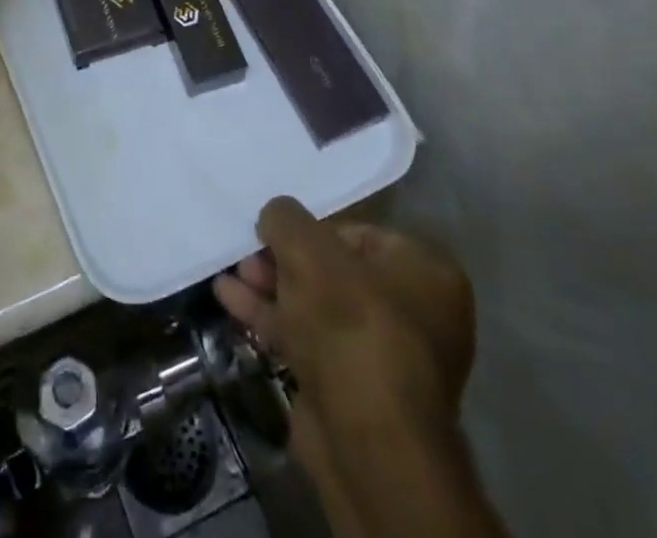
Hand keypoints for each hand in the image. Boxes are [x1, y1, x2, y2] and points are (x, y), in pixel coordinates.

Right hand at [216, 198, 495, 536]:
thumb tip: (275, 216)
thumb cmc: (350, 323)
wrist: (365, 441)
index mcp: (426, 273)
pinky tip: (230, 301)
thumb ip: (286, 218)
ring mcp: (384, 356)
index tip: (275, 232)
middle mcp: (415, 313)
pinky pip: (308, 339)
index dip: (311, 229)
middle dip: (283, 260)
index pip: (359, 233)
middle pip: (334, 271)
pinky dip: (272, 319)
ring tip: (230, 274)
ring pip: (316, 306)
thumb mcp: (308, 248)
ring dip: (271, 288)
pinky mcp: (352, 390)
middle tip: (247, 254)